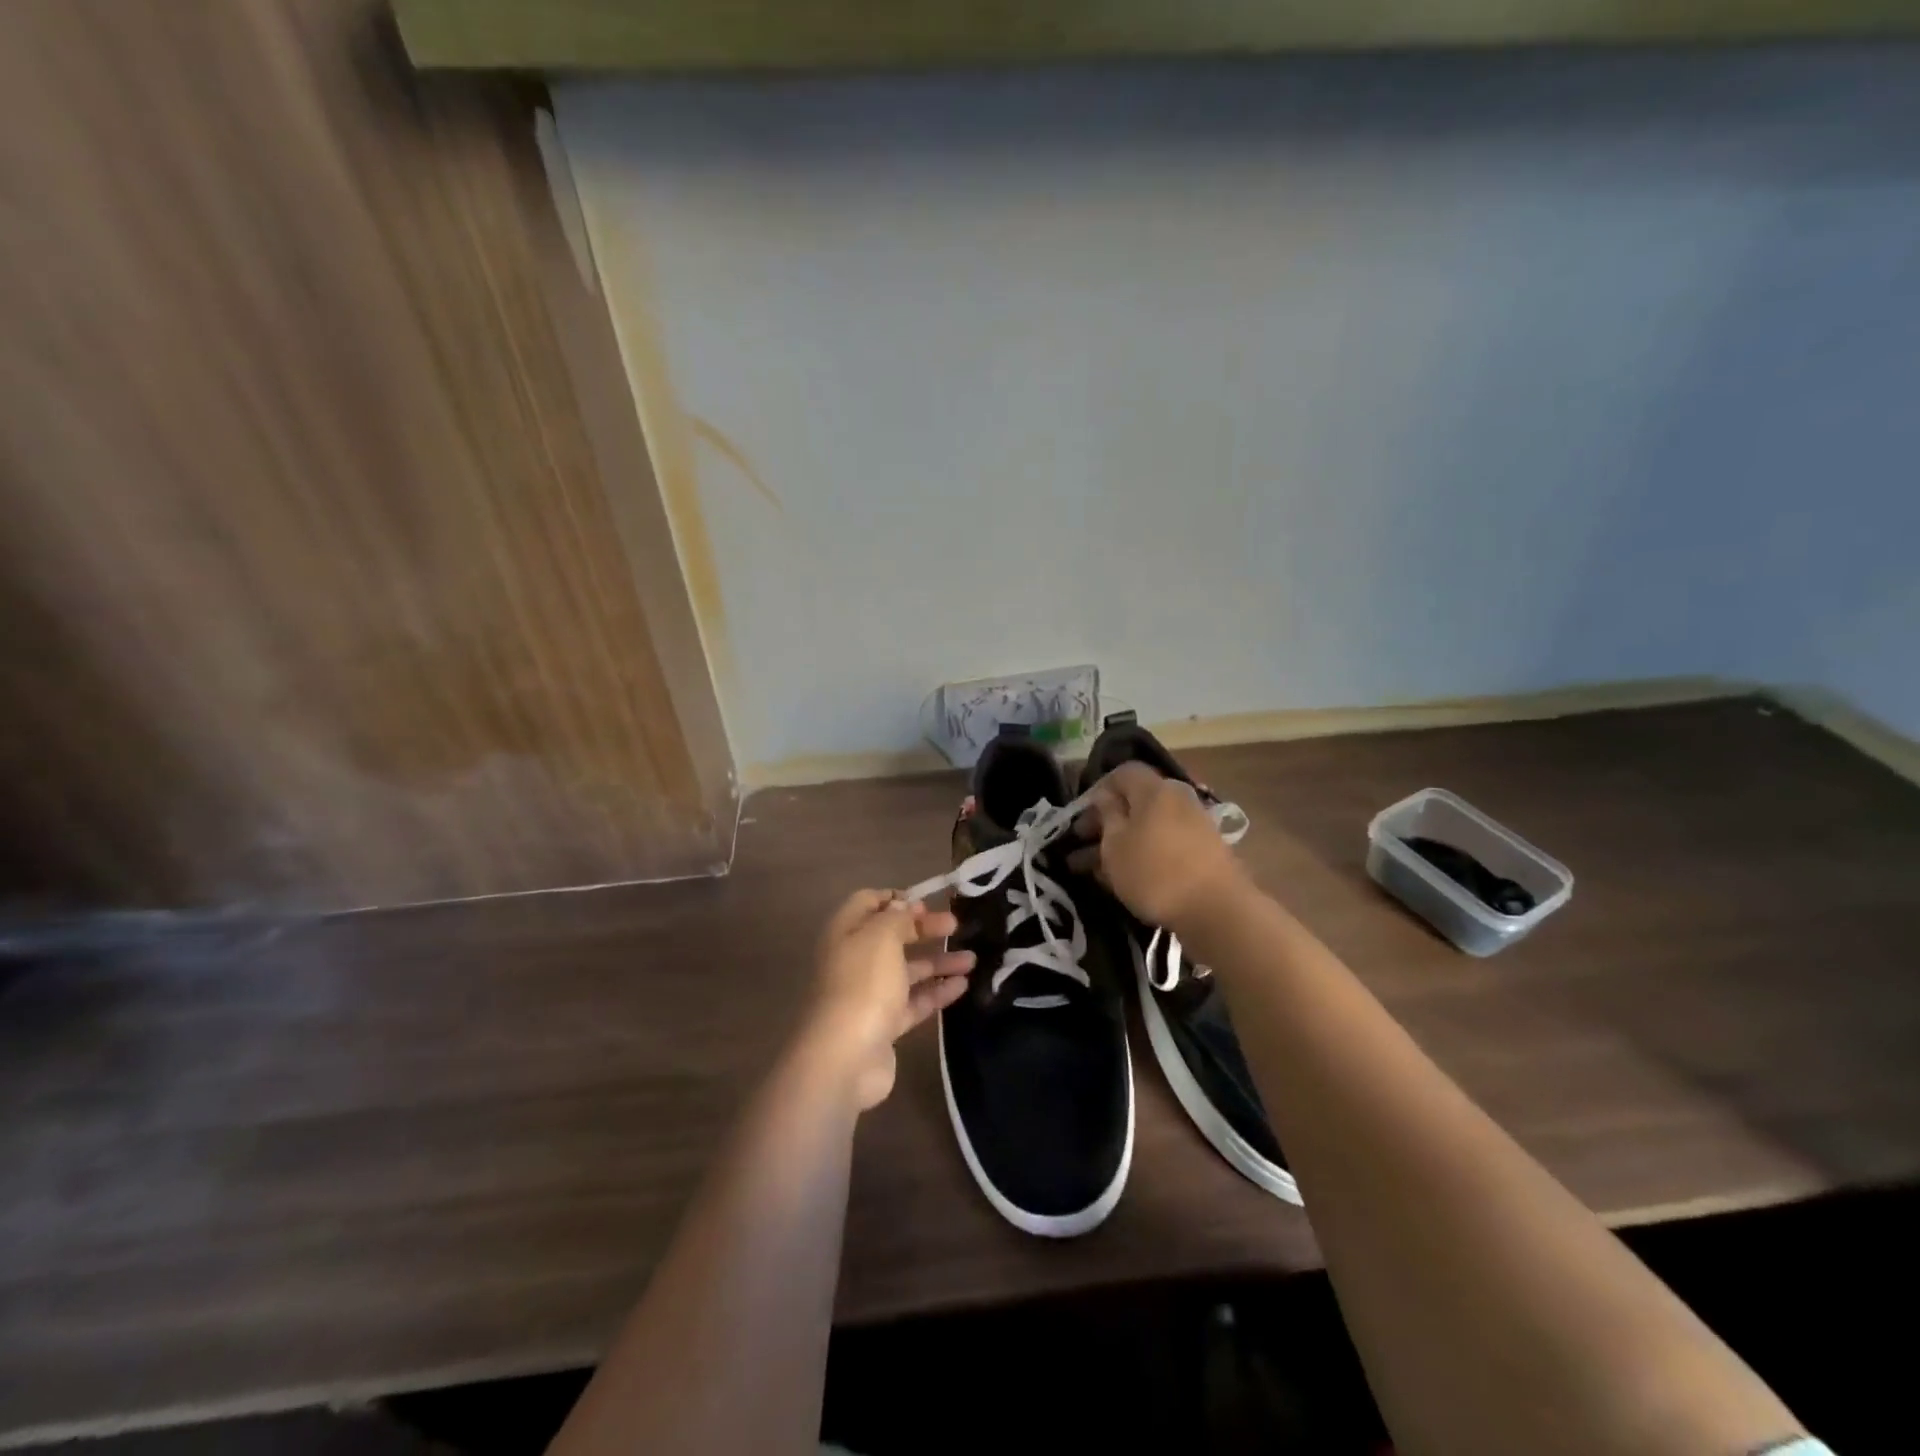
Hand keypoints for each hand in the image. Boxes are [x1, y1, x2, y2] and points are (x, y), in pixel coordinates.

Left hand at [802, 890, 974, 1110]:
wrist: (845, 1057)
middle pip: (892, 936)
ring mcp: (869, 994)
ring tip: (972, 959)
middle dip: (923, 929)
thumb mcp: (882, 937)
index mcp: (846, 933)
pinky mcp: (884, 1025)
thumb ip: (896, 918)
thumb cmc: (863, 984)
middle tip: (956, 925)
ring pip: (907, 971)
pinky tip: (963, 986)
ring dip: (937, 962)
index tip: (926, 902)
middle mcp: (854, 960)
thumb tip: (903, 908)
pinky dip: (937, 992)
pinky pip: (914, 1001)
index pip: (867, 903)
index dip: (895, 899)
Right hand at [1068, 761, 1248, 928]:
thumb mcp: (1115, 845)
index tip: (1079, 816)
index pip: (1122, 773)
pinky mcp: (1204, 852)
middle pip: (1135, 801)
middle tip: (1079, 844)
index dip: (1097, 790)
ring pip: (1147, 827)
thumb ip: (1107, 815)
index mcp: (1155, 789)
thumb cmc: (1155, 872)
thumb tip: (1105, 797)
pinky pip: (1164, 845)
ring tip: (1092, 869)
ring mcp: (1194, 826)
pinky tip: (1123, 879)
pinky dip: (1142, 855)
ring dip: (1120, 843)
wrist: (1217, 911)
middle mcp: (1178, 799)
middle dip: (1105, 822)